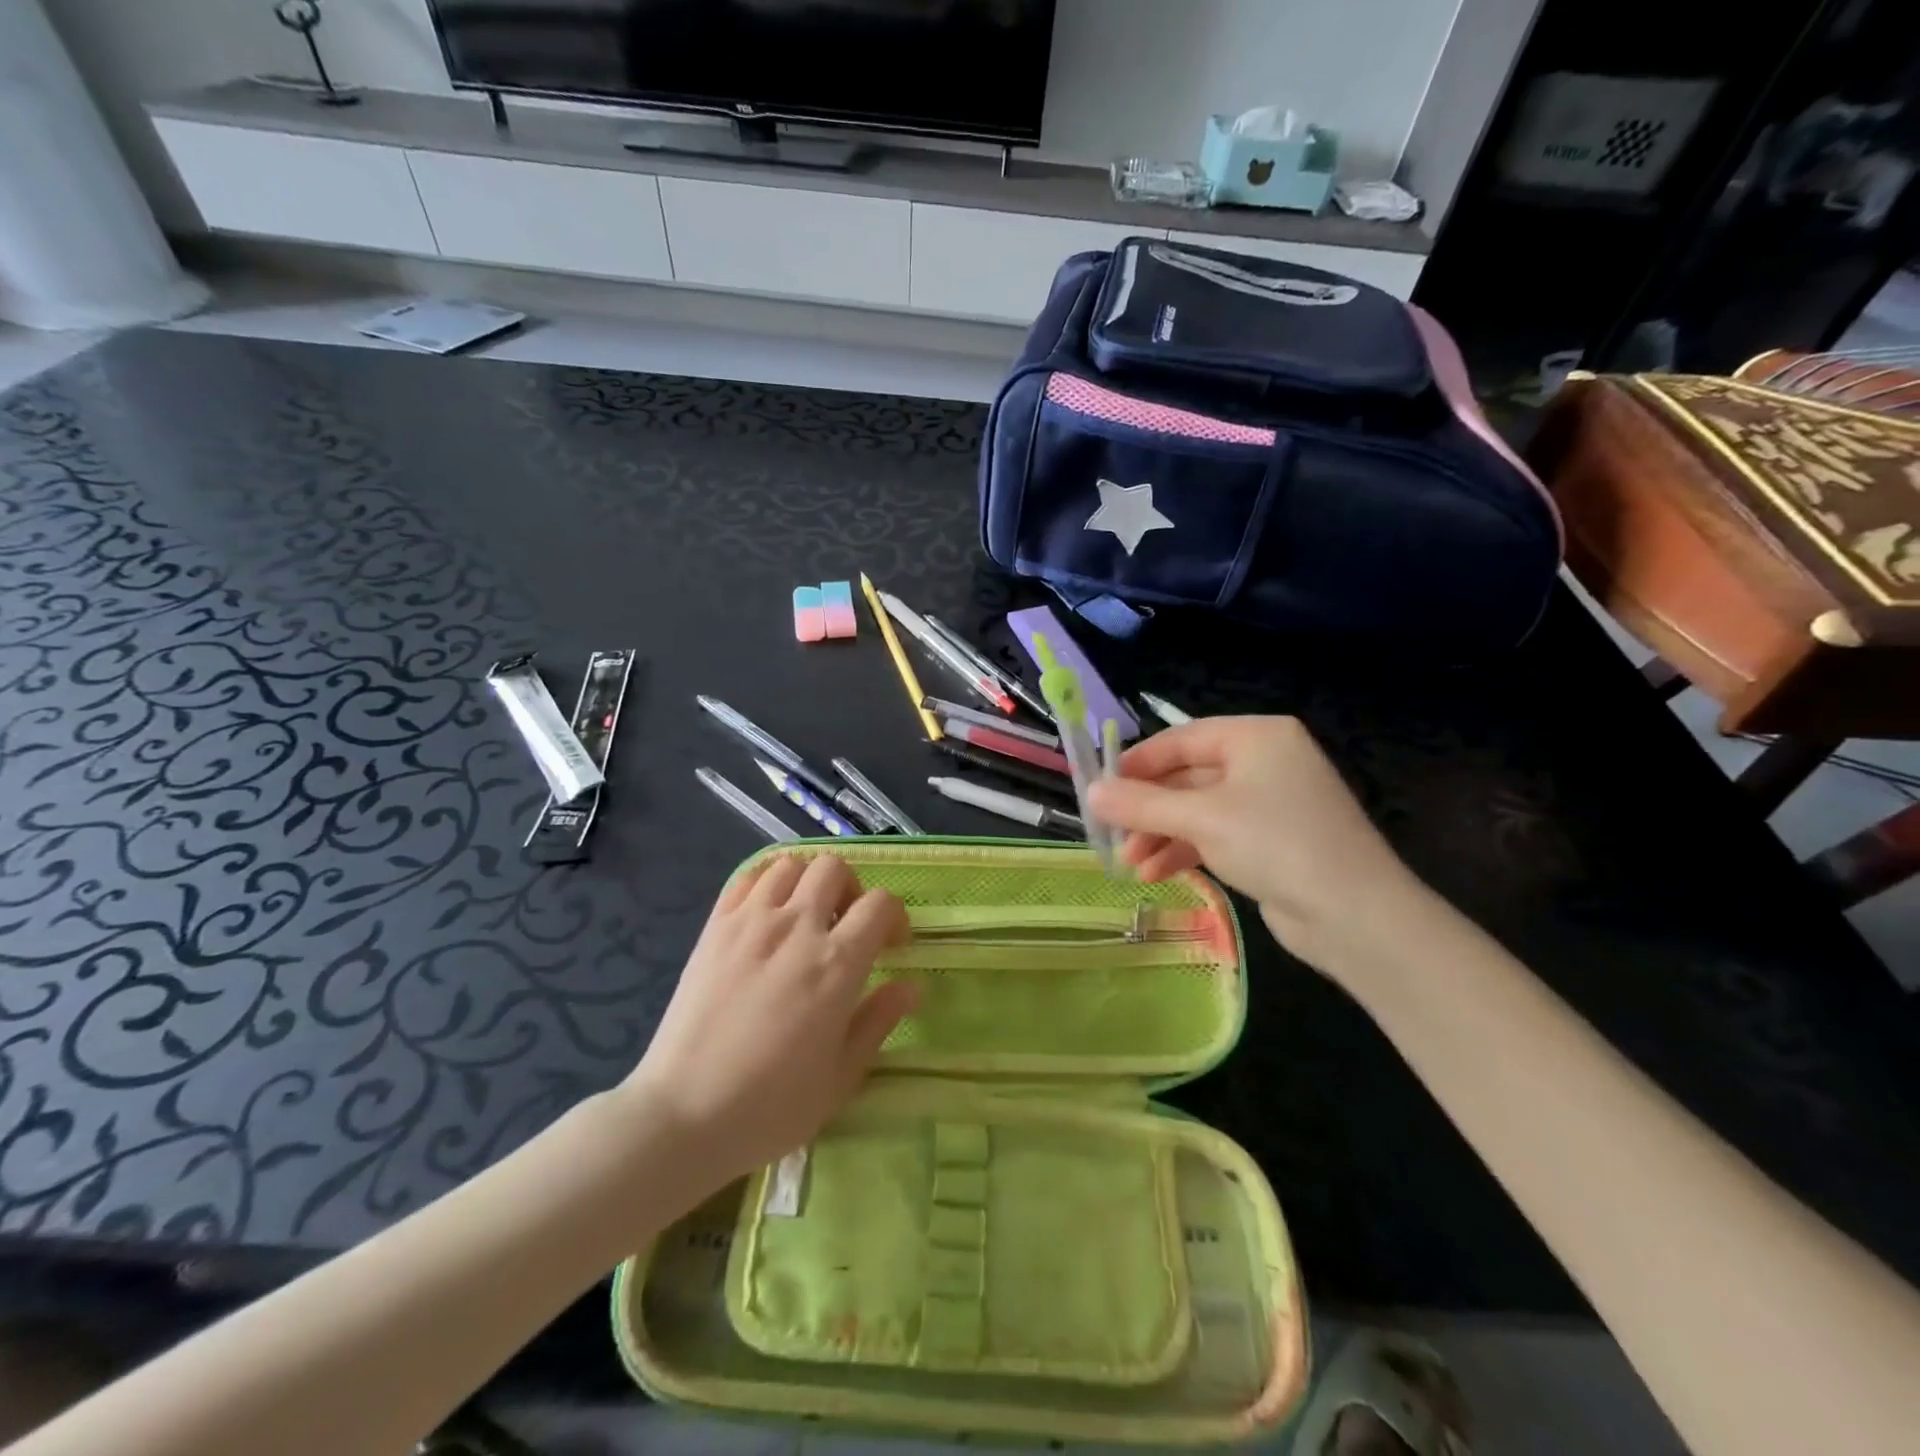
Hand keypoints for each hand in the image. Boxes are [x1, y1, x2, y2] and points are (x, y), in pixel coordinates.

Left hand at [622, 853, 916, 1186]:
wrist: (684, 1116)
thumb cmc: (771, 1106)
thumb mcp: (841, 1075)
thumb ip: (879, 1020)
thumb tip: (911, 985)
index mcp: (836, 963)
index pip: (880, 904)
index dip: (894, 918)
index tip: (890, 946)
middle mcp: (796, 927)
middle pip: (835, 868)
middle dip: (851, 890)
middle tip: (845, 927)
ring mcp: (751, 922)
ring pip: (791, 865)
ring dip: (807, 883)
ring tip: (805, 918)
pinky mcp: (714, 927)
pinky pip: (747, 878)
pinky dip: (765, 883)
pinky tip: (766, 914)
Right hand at [1085, 716, 1426, 972]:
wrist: (1356, 916)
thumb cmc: (1275, 843)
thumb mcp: (1201, 818)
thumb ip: (1141, 803)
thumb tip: (1090, 793)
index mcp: (1256, 737)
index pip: (1181, 739)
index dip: (1137, 763)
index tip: (1099, 788)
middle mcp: (1265, 762)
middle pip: (1187, 777)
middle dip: (1147, 810)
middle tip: (1111, 835)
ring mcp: (1269, 803)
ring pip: (1198, 810)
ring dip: (1160, 835)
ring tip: (1129, 866)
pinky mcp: (1271, 841)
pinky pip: (1215, 835)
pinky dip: (1185, 850)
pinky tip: (1156, 874)